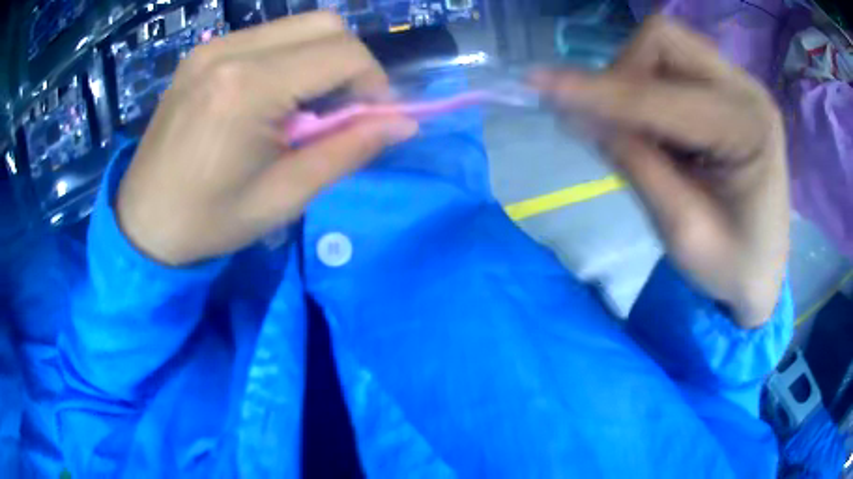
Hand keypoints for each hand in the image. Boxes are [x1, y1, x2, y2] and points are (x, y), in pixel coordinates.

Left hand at [117, 12, 417, 265]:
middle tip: (341, 110)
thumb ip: (348, 151)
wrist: (142, 223)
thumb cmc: (208, 222)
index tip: (372, 119)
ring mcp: (212, 46)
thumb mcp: (283, 198)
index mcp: (248, 87)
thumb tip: (403, 123)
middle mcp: (230, 50)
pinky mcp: (202, 52)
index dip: (374, 83)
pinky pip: (266, 37)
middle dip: (350, 63)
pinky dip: (289, 58)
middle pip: (325, 24)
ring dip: (319, 59)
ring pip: (298, 26)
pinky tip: (272, 98)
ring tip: (304, 108)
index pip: (343, 53)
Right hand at [533, 17, 788, 327]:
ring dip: (634, 78)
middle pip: (664, 40)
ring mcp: (739, 83)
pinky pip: (673, 62)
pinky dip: (648, 85)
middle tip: (614, 126)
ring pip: (665, 44)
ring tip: (640, 130)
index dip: (599, 91)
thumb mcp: (682, 232)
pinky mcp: (728, 87)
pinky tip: (657, 127)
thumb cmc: (732, 267)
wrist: (763, 270)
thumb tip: (580, 114)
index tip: (538, 84)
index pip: (662, 95)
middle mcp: (747, 90)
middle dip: (623, 74)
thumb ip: (636, 164)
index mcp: (749, 130)